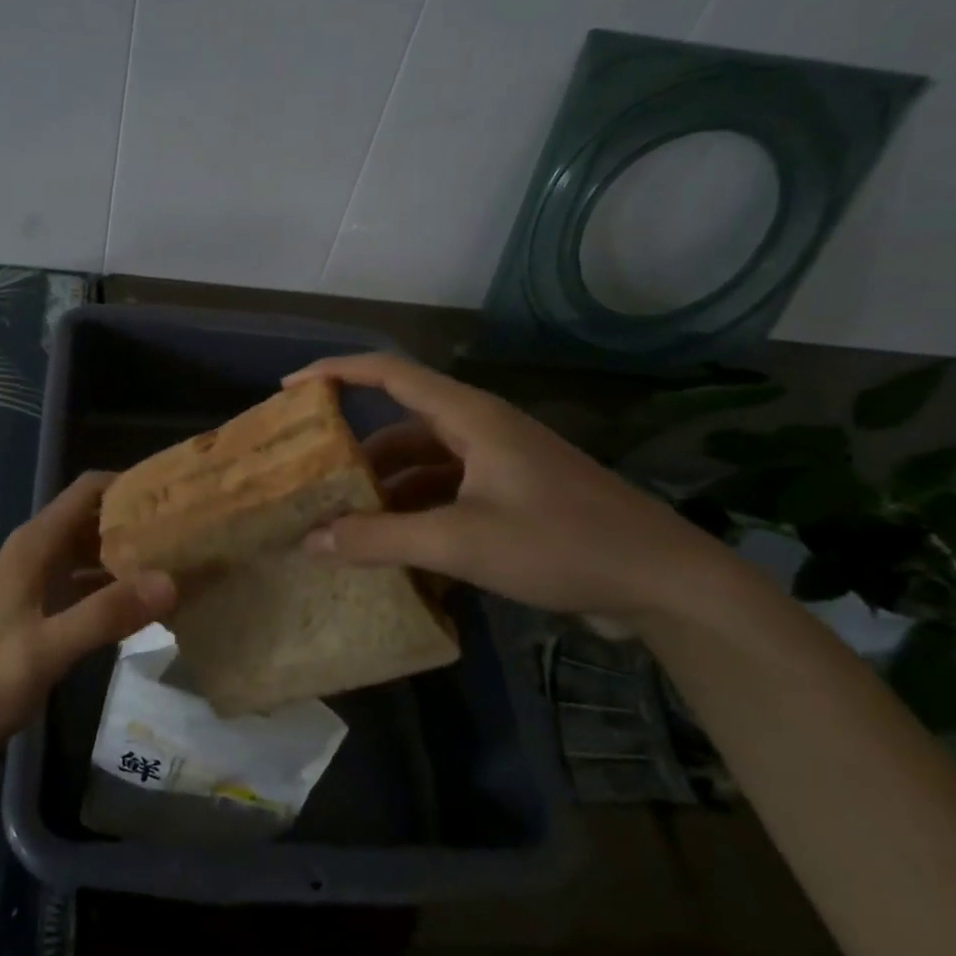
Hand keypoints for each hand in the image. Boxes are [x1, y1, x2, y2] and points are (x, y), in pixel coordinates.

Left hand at [0, 472, 175, 757]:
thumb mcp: (48, 647)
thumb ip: (107, 614)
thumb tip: (171, 580)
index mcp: (37, 544)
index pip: (90, 490)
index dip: (131, 485)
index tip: (178, 497)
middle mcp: (40, 552)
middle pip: (96, 518)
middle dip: (140, 521)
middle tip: (193, 534)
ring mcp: (41, 583)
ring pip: (95, 553)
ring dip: (132, 556)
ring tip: (183, 564)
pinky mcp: (44, 612)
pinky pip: (89, 586)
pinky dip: (118, 588)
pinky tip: (151, 605)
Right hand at [288, 353, 732, 625]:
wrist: (664, 582)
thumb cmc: (561, 543)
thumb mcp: (460, 542)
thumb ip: (381, 540)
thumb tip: (311, 541)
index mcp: (469, 417)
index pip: (388, 373)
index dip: (335, 373)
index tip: (290, 391)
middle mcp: (480, 431)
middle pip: (401, 426)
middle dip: (355, 454)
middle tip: (312, 482)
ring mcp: (499, 465)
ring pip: (423, 465)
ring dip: (386, 491)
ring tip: (346, 526)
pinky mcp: (513, 497)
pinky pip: (447, 494)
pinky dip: (416, 514)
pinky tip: (396, 550)